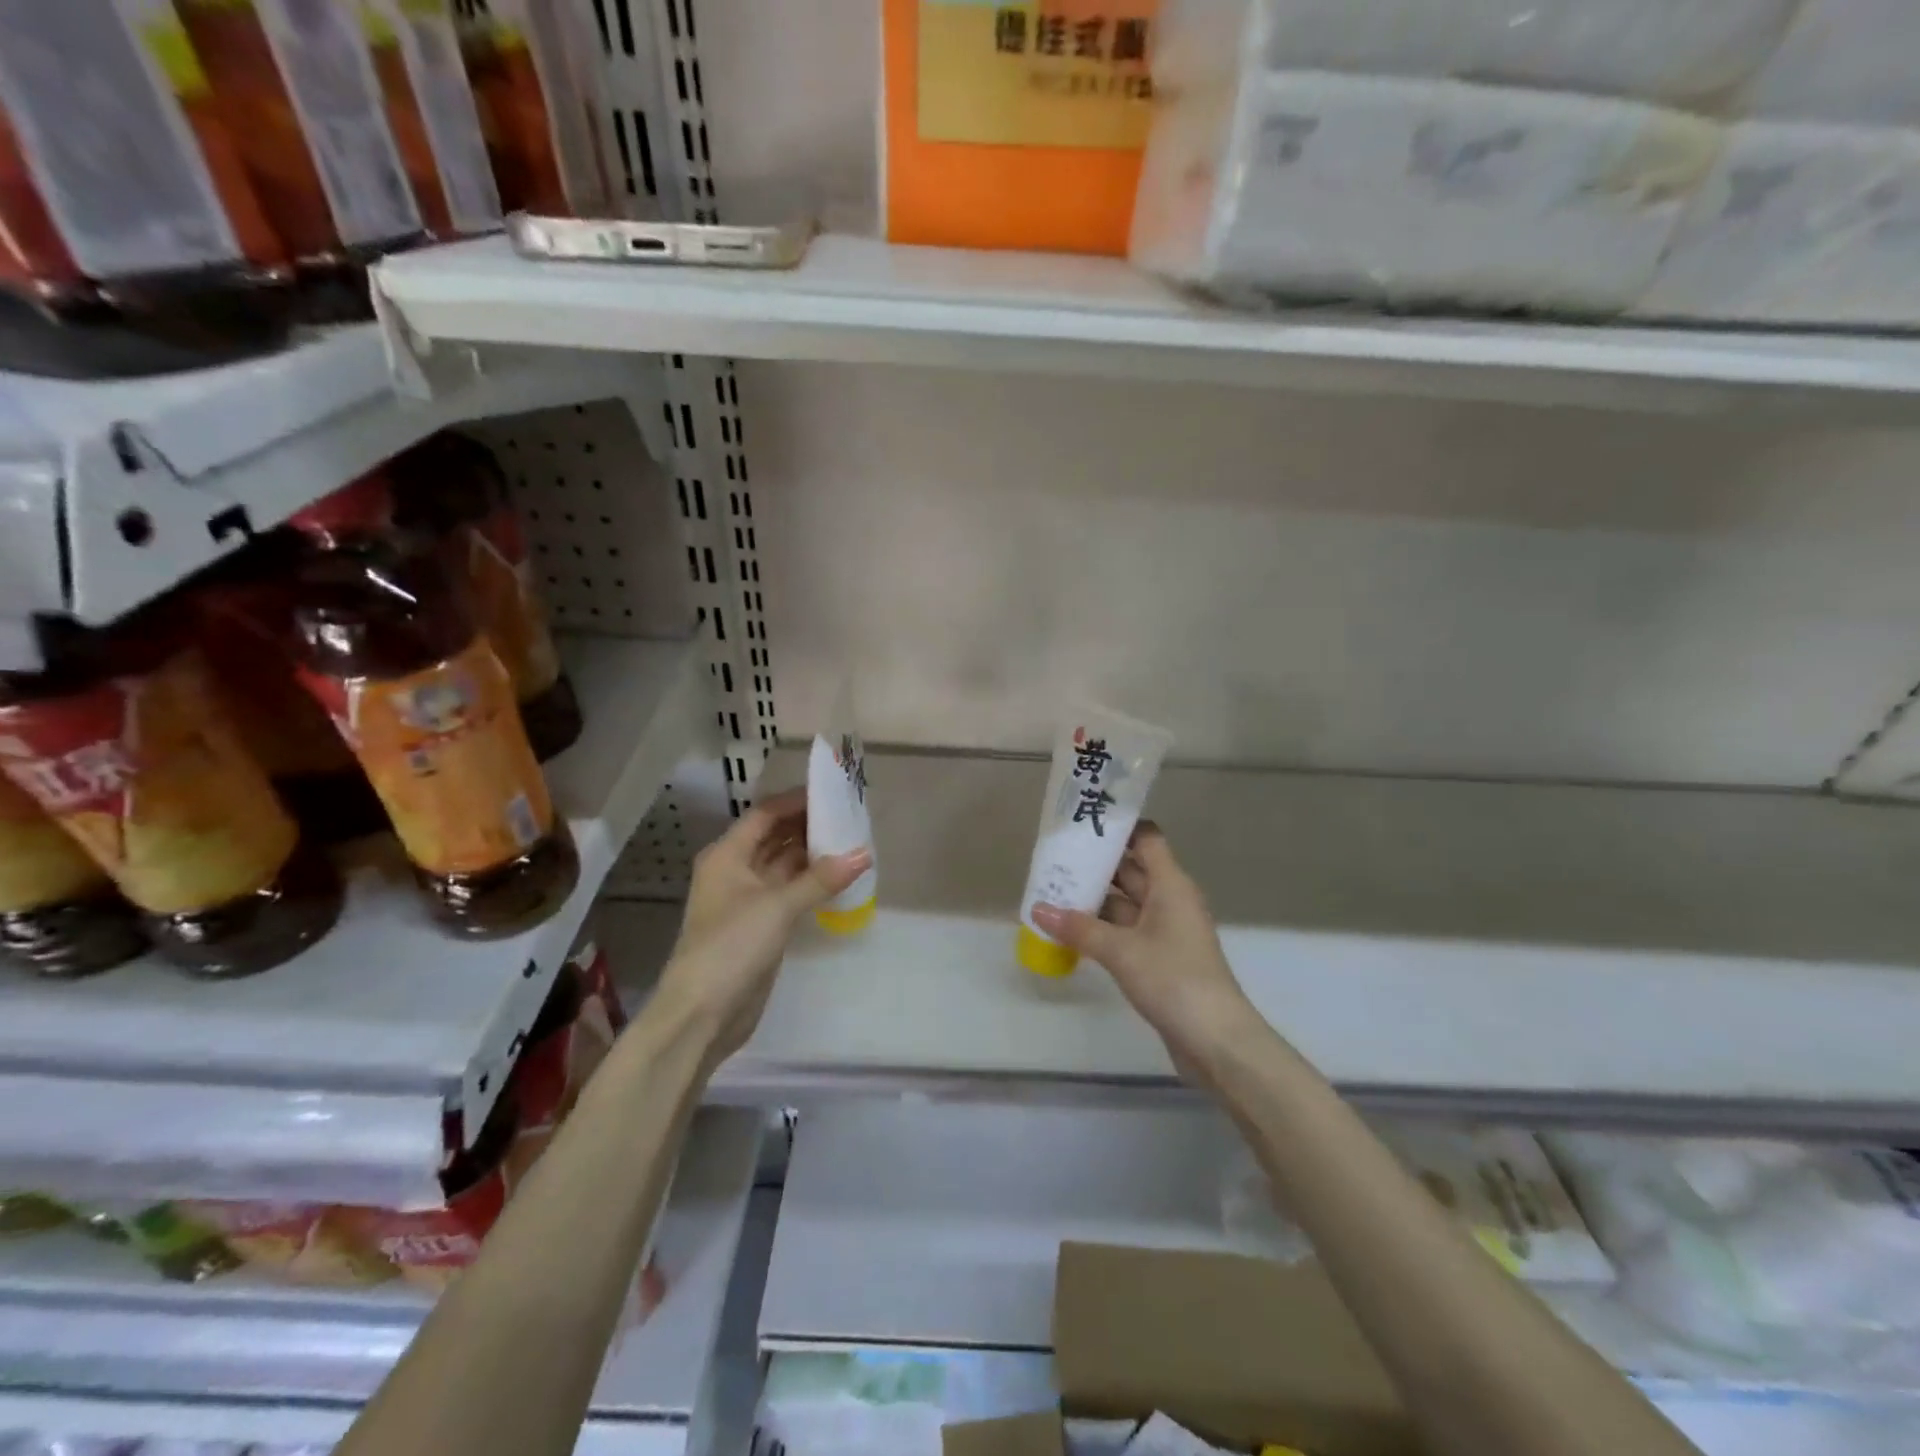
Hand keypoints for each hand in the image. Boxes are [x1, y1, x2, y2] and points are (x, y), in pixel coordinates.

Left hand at [657, 787, 870, 1066]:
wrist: (702, 1013)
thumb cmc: (732, 946)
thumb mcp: (778, 906)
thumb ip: (821, 879)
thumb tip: (864, 853)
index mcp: (727, 855)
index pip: (765, 815)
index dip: (796, 802)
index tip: (832, 795)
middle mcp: (735, 871)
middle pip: (775, 837)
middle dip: (808, 827)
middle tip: (850, 817)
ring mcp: (747, 900)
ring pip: (784, 866)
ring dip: (813, 855)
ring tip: (852, 843)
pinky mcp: (760, 926)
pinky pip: (790, 892)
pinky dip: (812, 883)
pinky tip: (840, 879)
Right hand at [1030, 824, 1252, 1075]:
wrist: (1216, 1041)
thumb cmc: (1173, 979)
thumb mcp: (1121, 951)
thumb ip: (1078, 928)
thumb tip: (1037, 909)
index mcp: (1171, 885)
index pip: (1146, 839)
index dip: (1119, 827)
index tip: (1083, 823)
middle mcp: (1170, 900)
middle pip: (1131, 869)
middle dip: (1095, 864)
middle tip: (1054, 856)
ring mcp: (1166, 930)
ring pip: (1125, 902)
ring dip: (1094, 899)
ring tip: (1052, 890)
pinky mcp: (1160, 957)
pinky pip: (1126, 930)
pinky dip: (1101, 927)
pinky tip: (1070, 929)